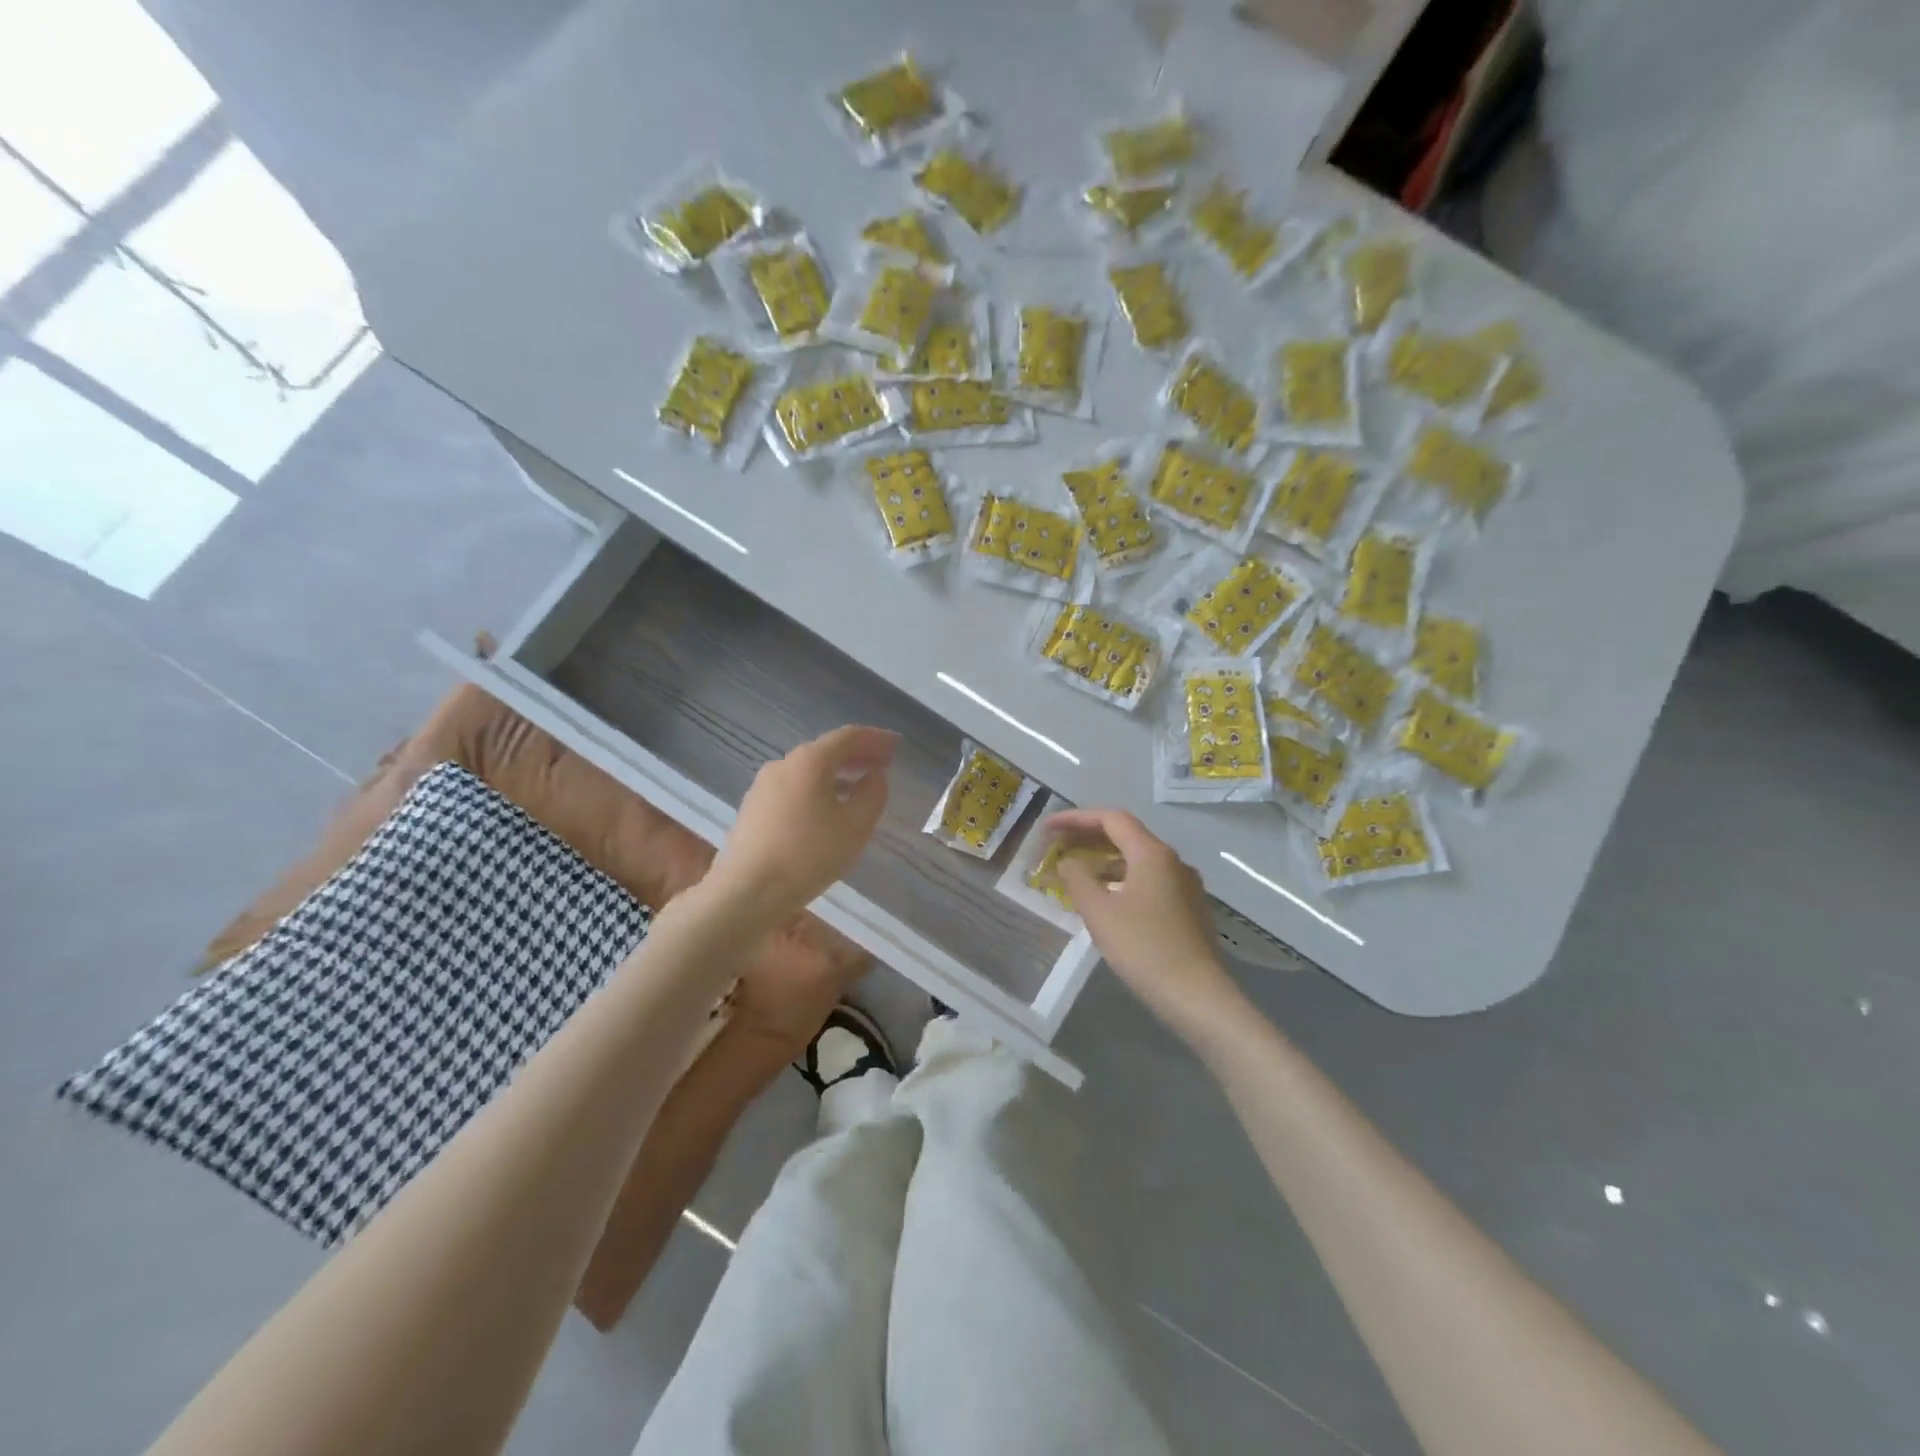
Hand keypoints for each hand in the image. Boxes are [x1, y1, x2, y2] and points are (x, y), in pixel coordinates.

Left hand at [705, 725, 896, 927]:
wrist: (746, 891)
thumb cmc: (808, 855)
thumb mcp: (855, 826)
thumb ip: (873, 794)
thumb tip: (874, 776)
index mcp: (809, 761)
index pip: (848, 737)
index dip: (875, 738)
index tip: (896, 745)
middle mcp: (783, 764)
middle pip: (826, 751)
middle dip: (857, 755)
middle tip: (883, 765)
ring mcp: (763, 786)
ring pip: (808, 771)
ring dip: (837, 774)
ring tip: (859, 788)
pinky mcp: (753, 808)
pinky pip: (794, 788)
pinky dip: (817, 789)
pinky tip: (828, 810)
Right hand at [1048, 808, 1244, 1044]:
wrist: (1197, 996)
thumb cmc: (1143, 948)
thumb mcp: (1099, 912)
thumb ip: (1077, 878)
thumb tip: (1068, 862)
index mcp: (1152, 854)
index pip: (1111, 819)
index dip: (1075, 818)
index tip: (1047, 827)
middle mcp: (1173, 861)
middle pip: (1126, 836)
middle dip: (1089, 837)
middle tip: (1057, 844)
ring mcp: (1185, 885)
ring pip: (1138, 861)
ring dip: (1105, 861)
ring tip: (1076, 874)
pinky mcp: (1188, 909)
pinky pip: (1149, 881)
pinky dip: (1122, 880)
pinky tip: (1106, 900)